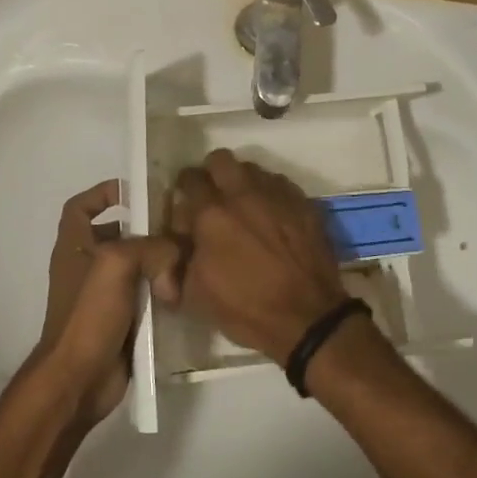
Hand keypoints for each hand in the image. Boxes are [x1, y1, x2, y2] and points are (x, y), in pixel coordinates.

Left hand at [33, 180, 179, 428]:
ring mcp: (104, 295)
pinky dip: (164, 291)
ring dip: (161, 263)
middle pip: (119, 234)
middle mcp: (87, 266)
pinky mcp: (123, 320)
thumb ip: (152, 248)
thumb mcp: (117, 264)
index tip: (135, 191)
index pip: (81, 206)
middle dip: (147, 229)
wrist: (79, 380)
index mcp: (74, 246)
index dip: (103, 193)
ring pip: (138, 266)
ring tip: (190, 260)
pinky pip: (147, 295)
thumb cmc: (88, 314)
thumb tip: (175, 262)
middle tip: (180, 226)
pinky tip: (185, 292)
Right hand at [162, 150, 349, 363]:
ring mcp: (277, 194)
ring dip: (242, 183)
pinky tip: (272, 218)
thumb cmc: (246, 308)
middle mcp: (243, 193)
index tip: (187, 208)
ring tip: (245, 209)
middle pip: (220, 159)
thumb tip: (168, 243)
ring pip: (252, 169)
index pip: (188, 179)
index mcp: (211, 213)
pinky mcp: (303, 202)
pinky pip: (280, 184)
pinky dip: (270, 195)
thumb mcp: (195, 295)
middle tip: (214, 199)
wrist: (308, 318)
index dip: (184, 191)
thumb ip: (175, 261)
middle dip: (212, 175)